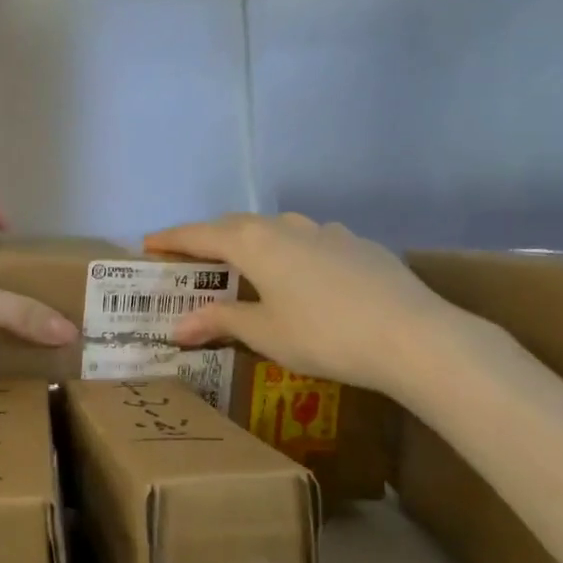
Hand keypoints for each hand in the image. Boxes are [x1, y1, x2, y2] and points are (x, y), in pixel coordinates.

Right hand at [144, 213, 461, 396]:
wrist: (414, 337)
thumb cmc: (324, 335)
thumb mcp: (264, 334)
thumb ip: (220, 321)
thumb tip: (178, 327)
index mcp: (254, 244)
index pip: (200, 235)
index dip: (171, 239)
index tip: (148, 243)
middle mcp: (286, 227)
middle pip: (236, 225)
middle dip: (209, 238)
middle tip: (192, 257)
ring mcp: (327, 232)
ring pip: (276, 228)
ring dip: (252, 240)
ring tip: (245, 263)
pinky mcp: (358, 245)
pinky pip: (310, 240)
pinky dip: (291, 251)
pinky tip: (302, 275)